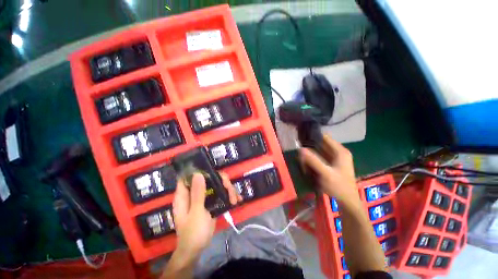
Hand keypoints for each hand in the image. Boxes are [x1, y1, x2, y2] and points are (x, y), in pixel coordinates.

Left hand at [171, 172, 238, 264]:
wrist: (197, 249)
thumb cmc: (193, 232)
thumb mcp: (196, 212)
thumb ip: (197, 193)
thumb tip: (198, 174)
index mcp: (185, 195)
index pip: (189, 176)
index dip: (200, 171)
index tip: (213, 171)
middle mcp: (194, 193)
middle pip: (208, 179)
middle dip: (221, 182)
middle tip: (229, 189)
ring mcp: (203, 198)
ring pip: (216, 186)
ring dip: (228, 190)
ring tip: (235, 200)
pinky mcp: (210, 203)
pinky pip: (220, 194)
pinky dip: (228, 196)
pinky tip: (236, 200)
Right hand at [299, 135, 359, 207]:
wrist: (347, 201)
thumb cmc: (338, 186)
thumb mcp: (325, 173)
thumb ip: (313, 160)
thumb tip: (300, 149)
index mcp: (340, 151)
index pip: (325, 137)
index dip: (313, 136)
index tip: (301, 137)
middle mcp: (338, 152)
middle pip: (321, 144)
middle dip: (310, 146)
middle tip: (297, 148)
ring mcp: (335, 158)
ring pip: (319, 151)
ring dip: (310, 153)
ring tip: (300, 155)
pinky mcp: (332, 164)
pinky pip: (320, 157)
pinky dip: (313, 158)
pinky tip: (305, 161)